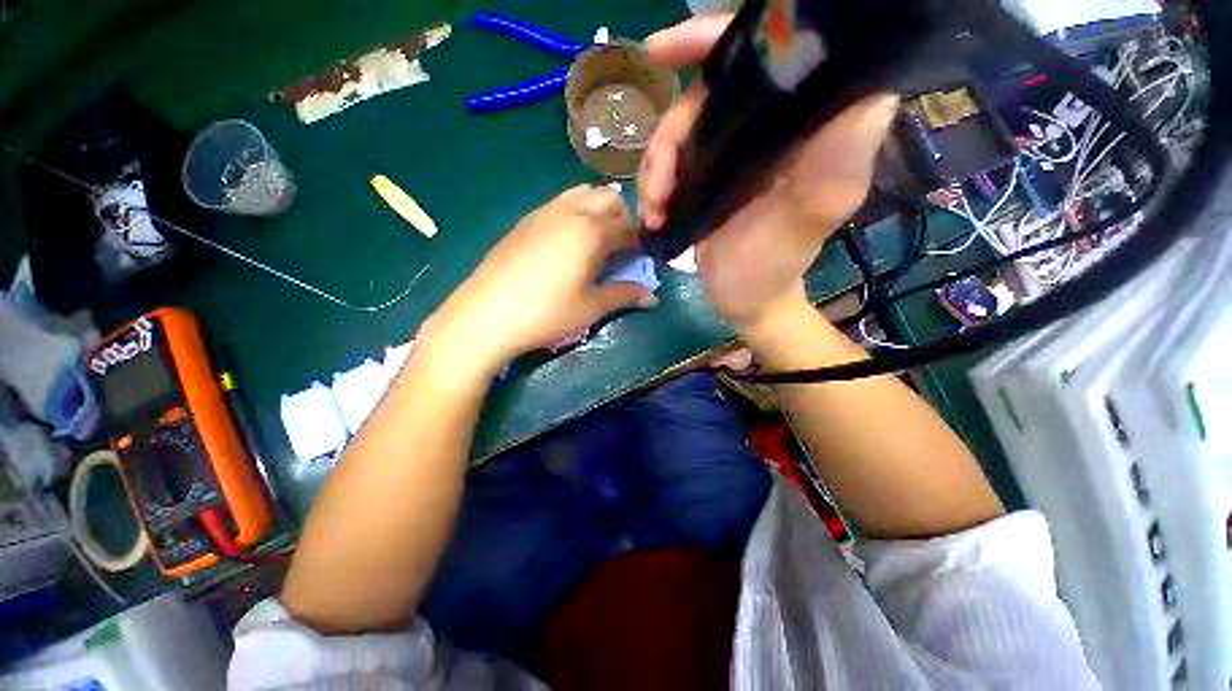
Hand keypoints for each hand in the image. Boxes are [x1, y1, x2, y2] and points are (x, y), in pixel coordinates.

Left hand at [420, 185, 655, 377]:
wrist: (485, 316)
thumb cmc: (546, 314)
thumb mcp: (591, 307)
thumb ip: (625, 295)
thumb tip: (652, 297)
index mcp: (591, 231)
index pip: (628, 226)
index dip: (640, 240)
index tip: (643, 256)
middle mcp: (569, 212)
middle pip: (608, 198)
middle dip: (622, 217)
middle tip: (620, 248)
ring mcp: (543, 212)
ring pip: (582, 194)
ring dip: (598, 209)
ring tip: (595, 241)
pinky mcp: (524, 221)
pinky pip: (559, 203)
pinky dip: (574, 212)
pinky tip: (567, 242)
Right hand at [639, 15, 899, 330]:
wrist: (744, 300)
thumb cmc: (772, 270)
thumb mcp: (800, 229)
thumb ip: (830, 176)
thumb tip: (873, 100)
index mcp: (800, 129)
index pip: (767, 58)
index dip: (713, 41)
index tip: (663, 50)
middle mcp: (768, 130)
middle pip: (703, 97)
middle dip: (669, 137)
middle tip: (658, 185)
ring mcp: (733, 154)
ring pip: (680, 132)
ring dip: (656, 169)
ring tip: (653, 210)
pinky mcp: (709, 178)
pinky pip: (672, 163)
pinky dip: (655, 185)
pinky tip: (652, 214)